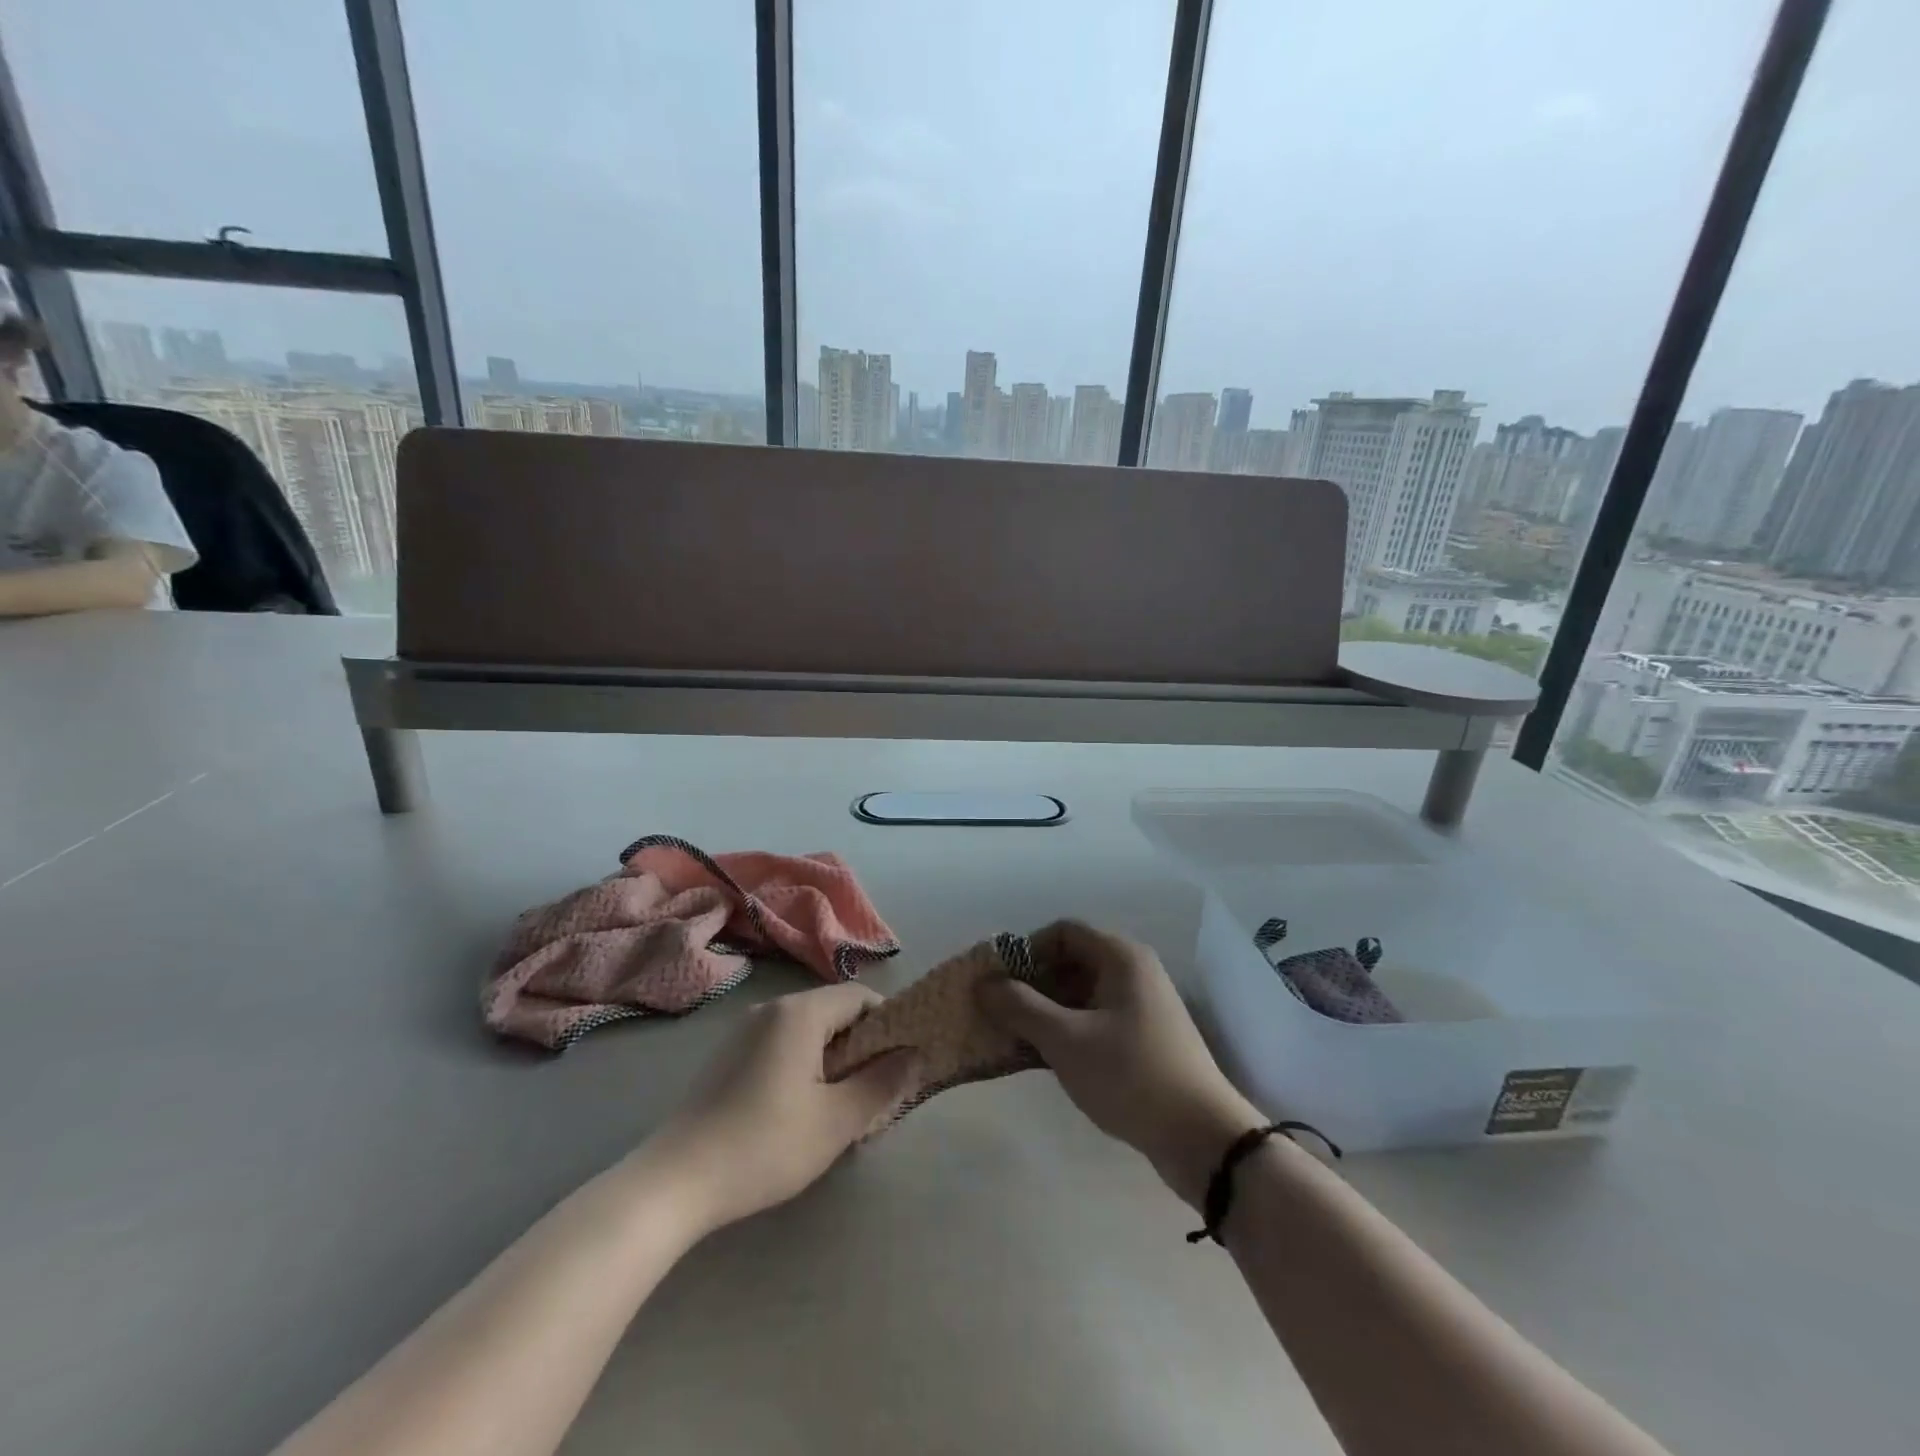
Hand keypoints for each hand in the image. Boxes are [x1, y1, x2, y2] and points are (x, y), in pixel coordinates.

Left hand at [644, 983, 918, 1233]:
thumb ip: (881, 1083)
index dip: (888, 1023)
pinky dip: (801, 1064)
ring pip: (806, 1030)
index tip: (900, 1062)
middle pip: (832, 1011)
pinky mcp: (726, 1056)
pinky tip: (796, 1110)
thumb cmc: (764, 1146)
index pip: (859, 997)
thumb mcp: (836, 1121)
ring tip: (837, 1106)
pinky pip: (779, 1044)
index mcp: (799, 1013)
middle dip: (860, 1045)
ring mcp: (743, 1031)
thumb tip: (913, 1055)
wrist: (674, 1183)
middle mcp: (771, 1008)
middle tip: (872, 1091)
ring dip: (831, 1058)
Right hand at [977, 920, 1261, 1207]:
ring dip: (1048, 1011)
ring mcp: (1143, 1005)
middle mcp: (1134, 971)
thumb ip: (1020, 1007)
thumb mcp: (1066, 1040)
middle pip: (1072, 961)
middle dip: (1034, 984)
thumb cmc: (1129, 1075)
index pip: (1063, 932)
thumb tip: (984, 983)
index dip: (1027, 951)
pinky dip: (1070, 1029)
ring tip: (1019, 1040)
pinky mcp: (1146, 1037)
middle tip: (1003, 1015)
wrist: (1202, 1137)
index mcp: (1121, 957)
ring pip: (1083, 993)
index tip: (1000, 984)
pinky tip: (1050, 1059)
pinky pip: (1097, 1018)